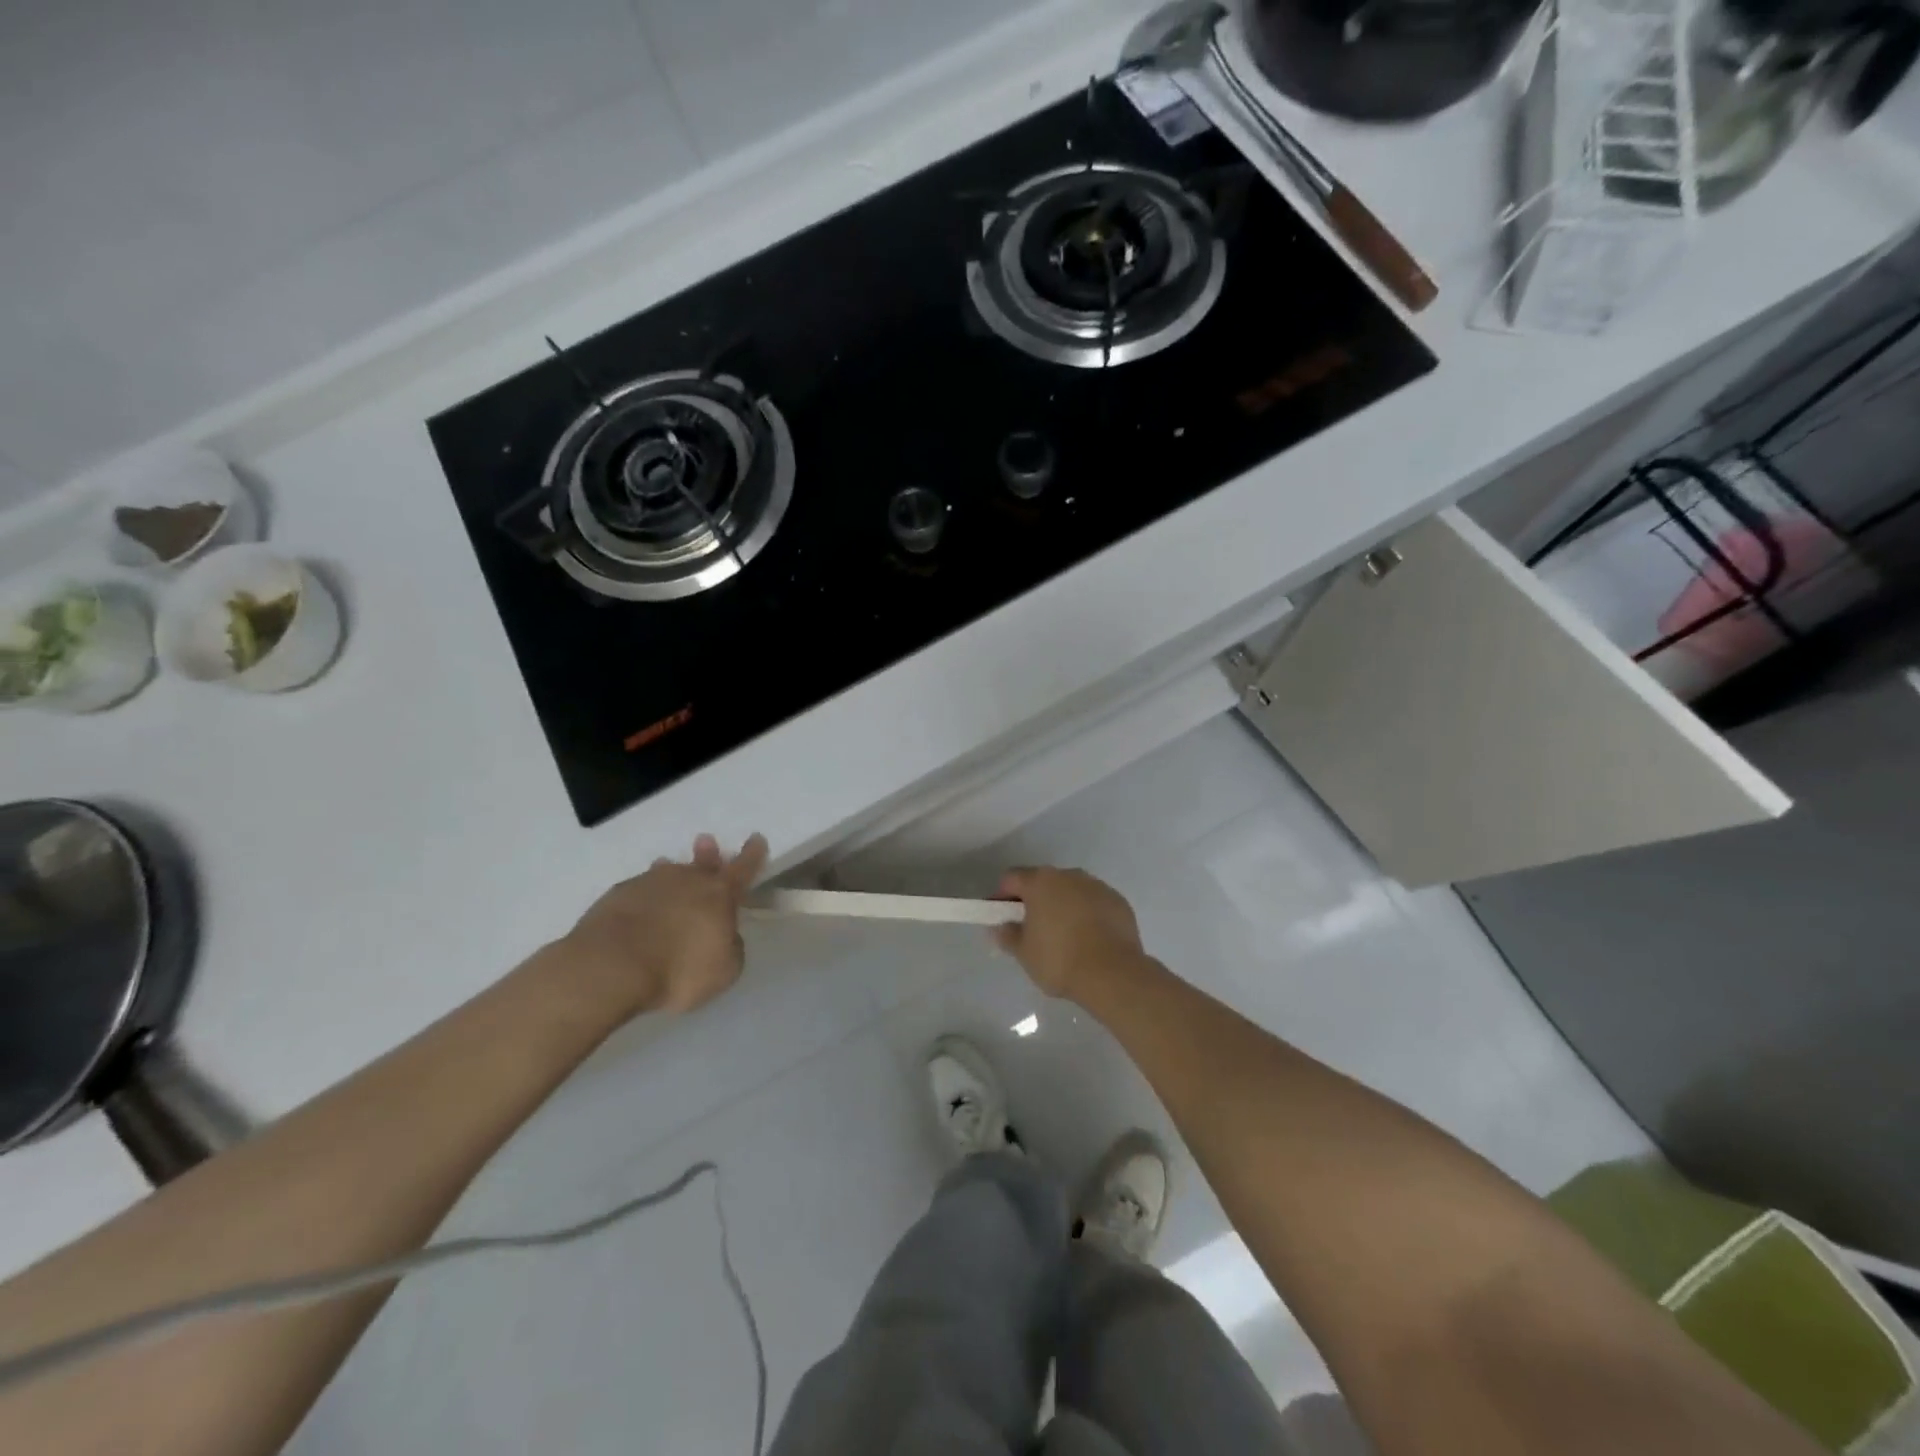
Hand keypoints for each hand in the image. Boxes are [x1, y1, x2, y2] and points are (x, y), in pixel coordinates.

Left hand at [558, 833, 768, 1020]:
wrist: (611, 966)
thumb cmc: (679, 969)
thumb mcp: (724, 970)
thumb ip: (731, 948)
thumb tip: (724, 936)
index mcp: (719, 894)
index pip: (744, 868)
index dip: (753, 854)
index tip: (757, 838)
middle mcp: (687, 880)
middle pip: (702, 863)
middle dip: (708, 854)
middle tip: (706, 842)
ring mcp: (649, 884)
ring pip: (667, 874)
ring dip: (672, 874)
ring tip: (669, 869)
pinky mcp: (617, 896)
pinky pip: (639, 891)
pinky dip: (644, 897)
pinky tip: (639, 908)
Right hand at [992, 867, 1144, 1002]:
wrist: (1113, 974)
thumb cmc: (1059, 960)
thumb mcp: (1024, 953)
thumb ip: (1007, 936)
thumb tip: (1000, 927)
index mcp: (1040, 882)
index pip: (1011, 879)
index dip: (1002, 897)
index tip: (1001, 918)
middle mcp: (1069, 875)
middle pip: (1043, 882)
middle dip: (1035, 901)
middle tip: (1031, 929)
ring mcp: (1097, 886)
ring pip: (1071, 891)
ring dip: (1063, 906)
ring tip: (1063, 937)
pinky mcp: (1118, 902)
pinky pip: (1094, 903)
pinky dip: (1087, 915)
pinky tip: (1089, 940)